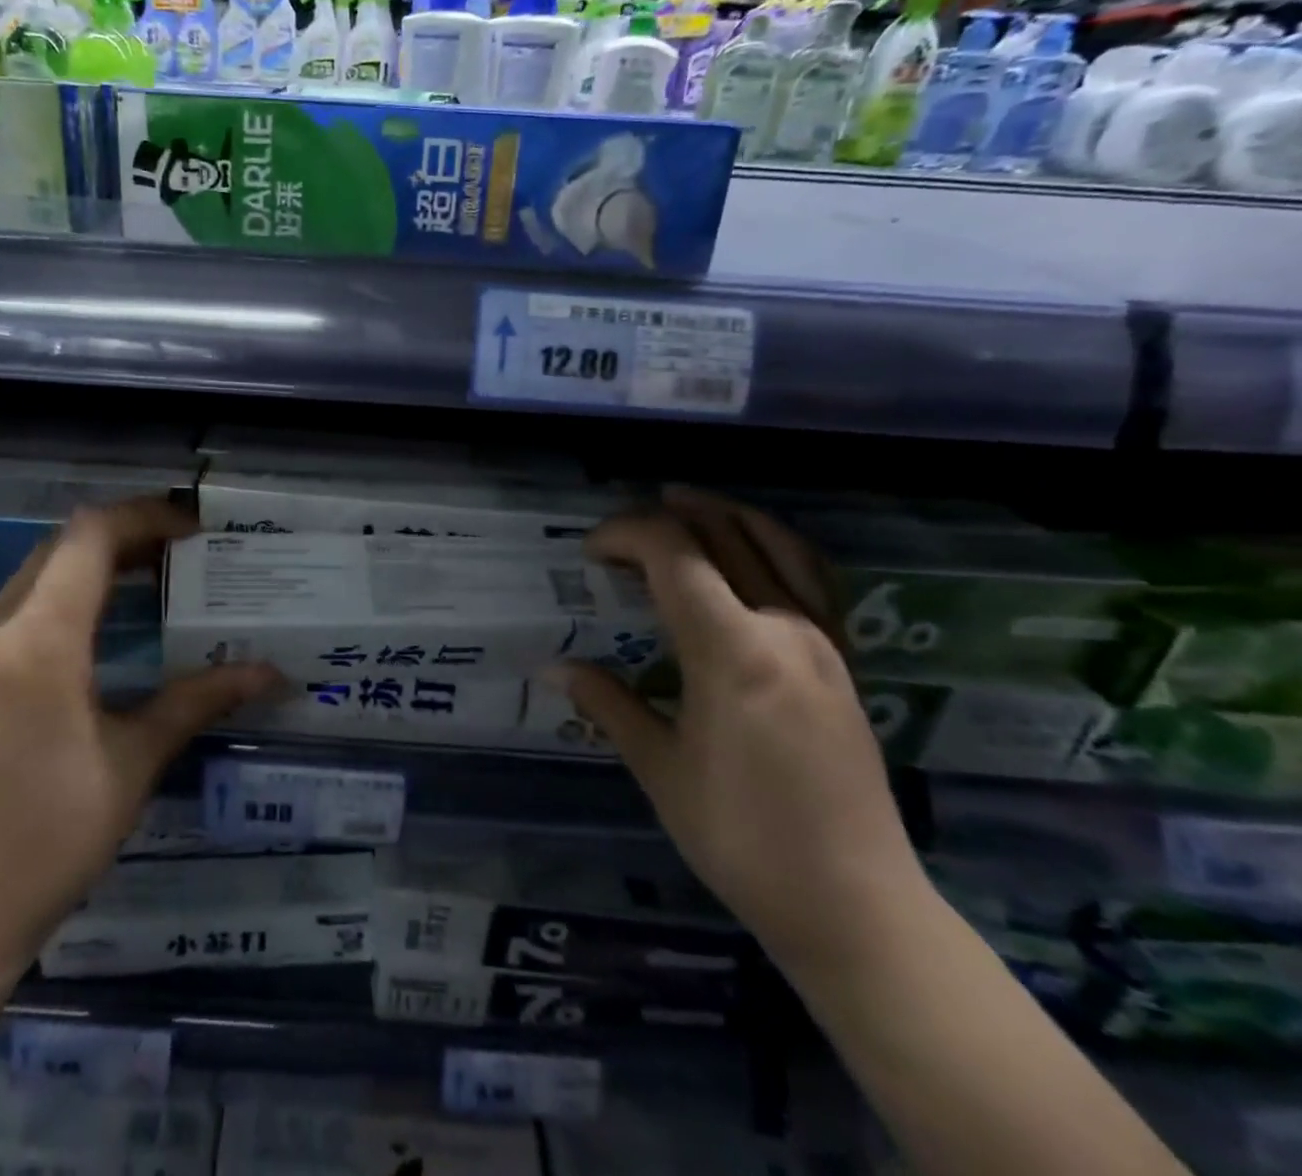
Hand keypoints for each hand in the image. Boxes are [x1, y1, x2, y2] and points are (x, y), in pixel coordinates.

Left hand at [0, 497, 283, 979]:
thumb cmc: (49, 839)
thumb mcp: (133, 763)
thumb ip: (198, 700)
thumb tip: (270, 672)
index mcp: (38, 643)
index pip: (89, 538)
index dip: (145, 516)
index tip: (196, 528)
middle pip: (63, 547)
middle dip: (128, 536)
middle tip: (188, 552)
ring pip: (40, 574)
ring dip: (98, 564)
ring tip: (159, 578)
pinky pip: (23, 608)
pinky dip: (70, 595)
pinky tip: (110, 625)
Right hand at [557, 489, 931, 977]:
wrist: (855, 906)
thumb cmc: (741, 838)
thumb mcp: (661, 770)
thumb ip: (608, 704)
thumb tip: (554, 667)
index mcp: (732, 649)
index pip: (673, 553)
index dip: (624, 535)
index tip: (589, 555)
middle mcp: (783, 626)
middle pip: (722, 535)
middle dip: (665, 518)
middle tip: (621, 534)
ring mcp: (822, 641)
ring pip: (775, 543)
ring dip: (724, 514)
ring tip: (685, 504)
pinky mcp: (844, 661)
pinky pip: (812, 576)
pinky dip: (774, 543)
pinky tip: (753, 550)